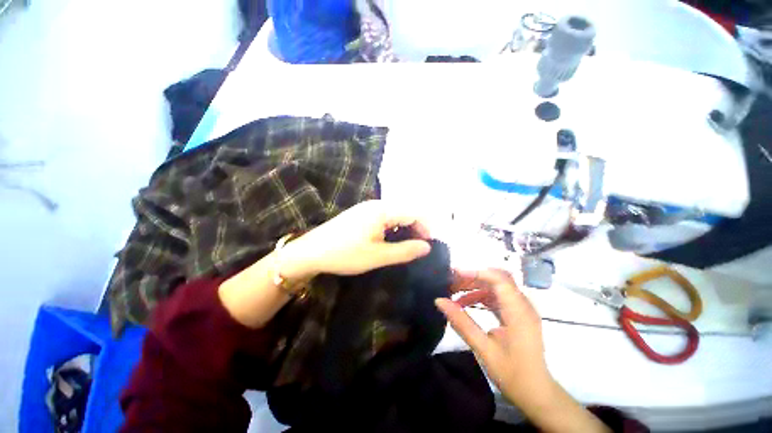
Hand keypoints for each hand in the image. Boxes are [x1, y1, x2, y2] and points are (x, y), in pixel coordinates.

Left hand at [285, 200, 431, 277]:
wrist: (311, 252)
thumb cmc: (345, 254)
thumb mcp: (378, 256)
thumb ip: (405, 251)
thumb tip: (427, 247)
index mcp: (382, 210)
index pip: (414, 213)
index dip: (425, 228)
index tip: (428, 245)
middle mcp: (376, 204)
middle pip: (406, 211)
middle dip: (416, 227)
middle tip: (418, 247)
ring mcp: (367, 207)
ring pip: (395, 213)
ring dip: (404, 227)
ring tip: (406, 245)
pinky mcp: (360, 214)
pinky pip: (384, 216)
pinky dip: (393, 227)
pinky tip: (389, 239)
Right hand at [436, 269, 552, 406]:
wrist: (536, 394)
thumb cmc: (512, 374)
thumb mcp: (484, 349)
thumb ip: (462, 323)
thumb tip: (439, 301)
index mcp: (518, 312)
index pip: (499, 279)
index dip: (476, 273)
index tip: (454, 275)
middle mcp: (522, 305)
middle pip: (497, 279)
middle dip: (472, 277)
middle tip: (451, 282)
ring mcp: (520, 309)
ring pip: (496, 286)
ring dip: (474, 285)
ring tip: (454, 291)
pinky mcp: (517, 314)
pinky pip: (497, 297)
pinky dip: (480, 296)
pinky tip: (465, 303)